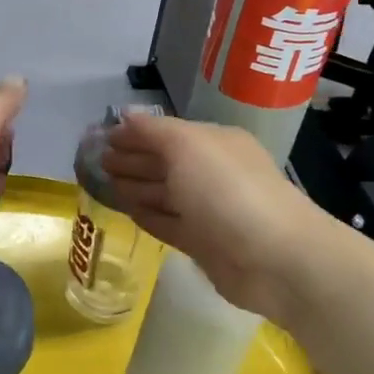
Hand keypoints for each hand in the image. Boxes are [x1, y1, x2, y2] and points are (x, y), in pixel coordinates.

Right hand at [101, 112, 330, 320]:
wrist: (275, 258)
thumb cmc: (228, 191)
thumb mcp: (188, 147)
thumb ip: (154, 131)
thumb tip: (126, 114)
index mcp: (214, 143)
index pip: (166, 133)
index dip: (134, 134)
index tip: (101, 137)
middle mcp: (212, 172)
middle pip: (165, 162)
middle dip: (132, 159)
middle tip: (97, 161)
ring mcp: (209, 210)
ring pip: (166, 194)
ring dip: (137, 187)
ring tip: (105, 184)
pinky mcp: (206, 244)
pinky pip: (170, 224)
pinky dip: (149, 216)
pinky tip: (129, 212)